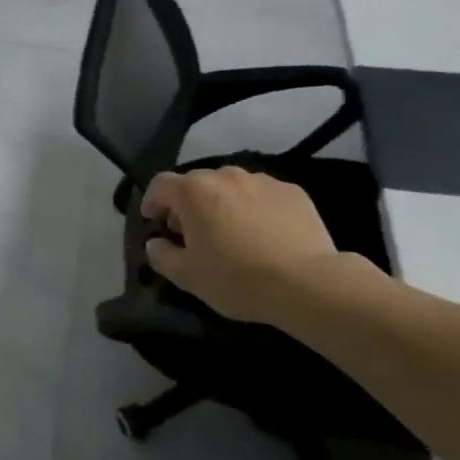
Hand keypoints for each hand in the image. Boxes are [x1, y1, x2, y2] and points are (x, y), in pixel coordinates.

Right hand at [140, 166, 342, 325]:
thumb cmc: (236, 278)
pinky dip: (255, 208)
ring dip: (223, 204)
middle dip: (188, 204)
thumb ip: (161, 255)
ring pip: (231, 187)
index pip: (160, 185)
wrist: (307, 284)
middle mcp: (226, 175)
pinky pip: (262, 195)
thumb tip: (155, 243)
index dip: (152, 202)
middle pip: (196, 183)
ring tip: (232, 233)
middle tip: (192, 233)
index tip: (155, 222)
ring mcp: (263, 181)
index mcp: (194, 191)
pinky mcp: (293, 192)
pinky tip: (264, 235)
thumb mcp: (186, 276)